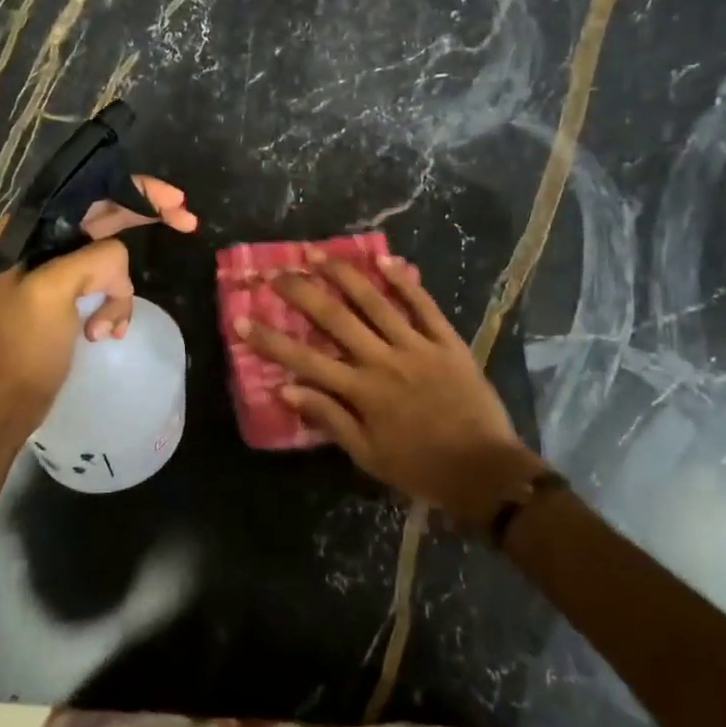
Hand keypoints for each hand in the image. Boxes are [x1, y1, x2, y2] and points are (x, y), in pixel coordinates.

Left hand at [0, 176, 196, 414]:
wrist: (14, 400)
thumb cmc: (27, 344)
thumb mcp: (53, 290)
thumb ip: (94, 259)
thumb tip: (121, 262)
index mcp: (36, 231)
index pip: (93, 192)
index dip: (136, 189)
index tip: (175, 201)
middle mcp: (49, 241)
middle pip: (110, 216)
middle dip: (146, 220)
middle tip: (188, 222)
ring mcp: (63, 268)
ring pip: (115, 259)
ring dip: (120, 292)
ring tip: (106, 327)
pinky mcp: (76, 294)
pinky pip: (112, 287)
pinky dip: (116, 308)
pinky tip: (106, 333)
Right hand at [237, 251, 545, 528]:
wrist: (484, 471)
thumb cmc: (420, 468)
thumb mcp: (368, 456)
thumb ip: (329, 419)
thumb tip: (286, 389)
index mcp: (361, 391)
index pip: (304, 360)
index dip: (270, 340)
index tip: (241, 319)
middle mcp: (383, 360)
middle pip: (335, 318)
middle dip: (302, 293)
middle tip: (278, 273)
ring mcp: (417, 346)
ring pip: (375, 302)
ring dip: (346, 276)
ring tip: (321, 255)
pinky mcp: (447, 341)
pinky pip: (423, 305)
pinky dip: (405, 281)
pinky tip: (385, 260)